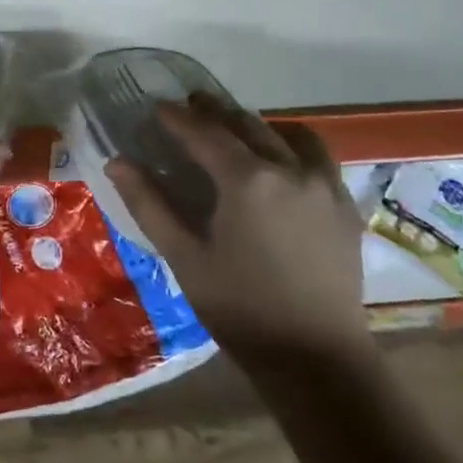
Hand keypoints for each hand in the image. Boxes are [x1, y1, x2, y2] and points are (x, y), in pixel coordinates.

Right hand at [106, 95, 369, 359]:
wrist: (316, 358)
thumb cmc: (240, 308)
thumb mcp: (184, 257)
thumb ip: (149, 204)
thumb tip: (117, 163)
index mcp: (247, 180)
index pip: (205, 134)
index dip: (178, 118)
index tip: (157, 106)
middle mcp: (290, 170)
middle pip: (248, 125)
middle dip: (216, 112)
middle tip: (191, 104)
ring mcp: (324, 186)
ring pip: (288, 135)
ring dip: (257, 125)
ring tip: (237, 128)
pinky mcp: (344, 207)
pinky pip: (318, 158)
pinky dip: (294, 146)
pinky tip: (282, 161)